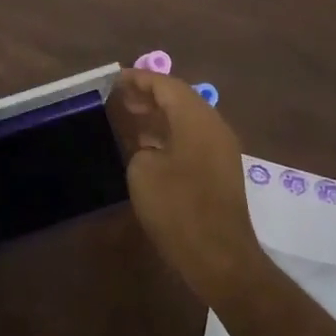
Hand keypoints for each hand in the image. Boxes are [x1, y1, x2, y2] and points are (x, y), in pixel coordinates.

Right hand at [109, 69, 269, 307]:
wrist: (219, 257)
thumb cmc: (178, 208)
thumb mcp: (143, 171)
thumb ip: (140, 146)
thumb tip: (148, 147)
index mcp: (196, 119)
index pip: (167, 85)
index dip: (139, 79)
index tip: (114, 78)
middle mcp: (213, 127)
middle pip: (180, 99)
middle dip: (149, 95)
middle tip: (118, 96)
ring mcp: (220, 150)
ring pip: (186, 120)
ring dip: (158, 116)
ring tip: (127, 116)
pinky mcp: (219, 171)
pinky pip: (191, 139)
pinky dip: (168, 135)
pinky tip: (146, 146)